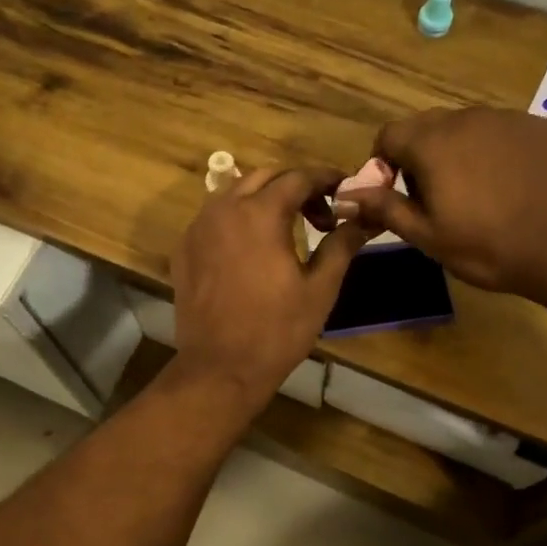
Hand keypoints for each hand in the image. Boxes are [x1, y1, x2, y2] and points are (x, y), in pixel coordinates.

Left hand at [172, 166, 372, 407]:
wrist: (220, 368)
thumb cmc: (277, 330)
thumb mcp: (320, 289)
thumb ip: (341, 245)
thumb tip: (362, 220)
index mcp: (260, 213)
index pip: (297, 177)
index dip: (325, 179)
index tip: (344, 190)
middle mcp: (224, 209)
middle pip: (264, 178)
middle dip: (295, 186)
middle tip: (319, 215)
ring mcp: (198, 229)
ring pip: (234, 194)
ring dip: (263, 199)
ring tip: (286, 228)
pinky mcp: (184, 250)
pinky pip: (213, 218)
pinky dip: (237, 219)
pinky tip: (252, 248)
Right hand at [341, 107, 546, 301]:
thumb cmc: (491, 247)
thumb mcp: (428, 236)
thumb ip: (384, 208)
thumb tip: (345, 194)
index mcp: (433, 143)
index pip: (388, 135)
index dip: (384, 165)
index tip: (398, 196)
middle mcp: (469, 118)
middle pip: (428, 127)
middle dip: (422, 157)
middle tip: (438, 200)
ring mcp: (511, 119)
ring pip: (468, 129)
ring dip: (461, 154)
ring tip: (481, 196)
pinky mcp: (545, 127)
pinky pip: (506, 134)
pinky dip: (498, 154)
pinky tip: (515, 188)